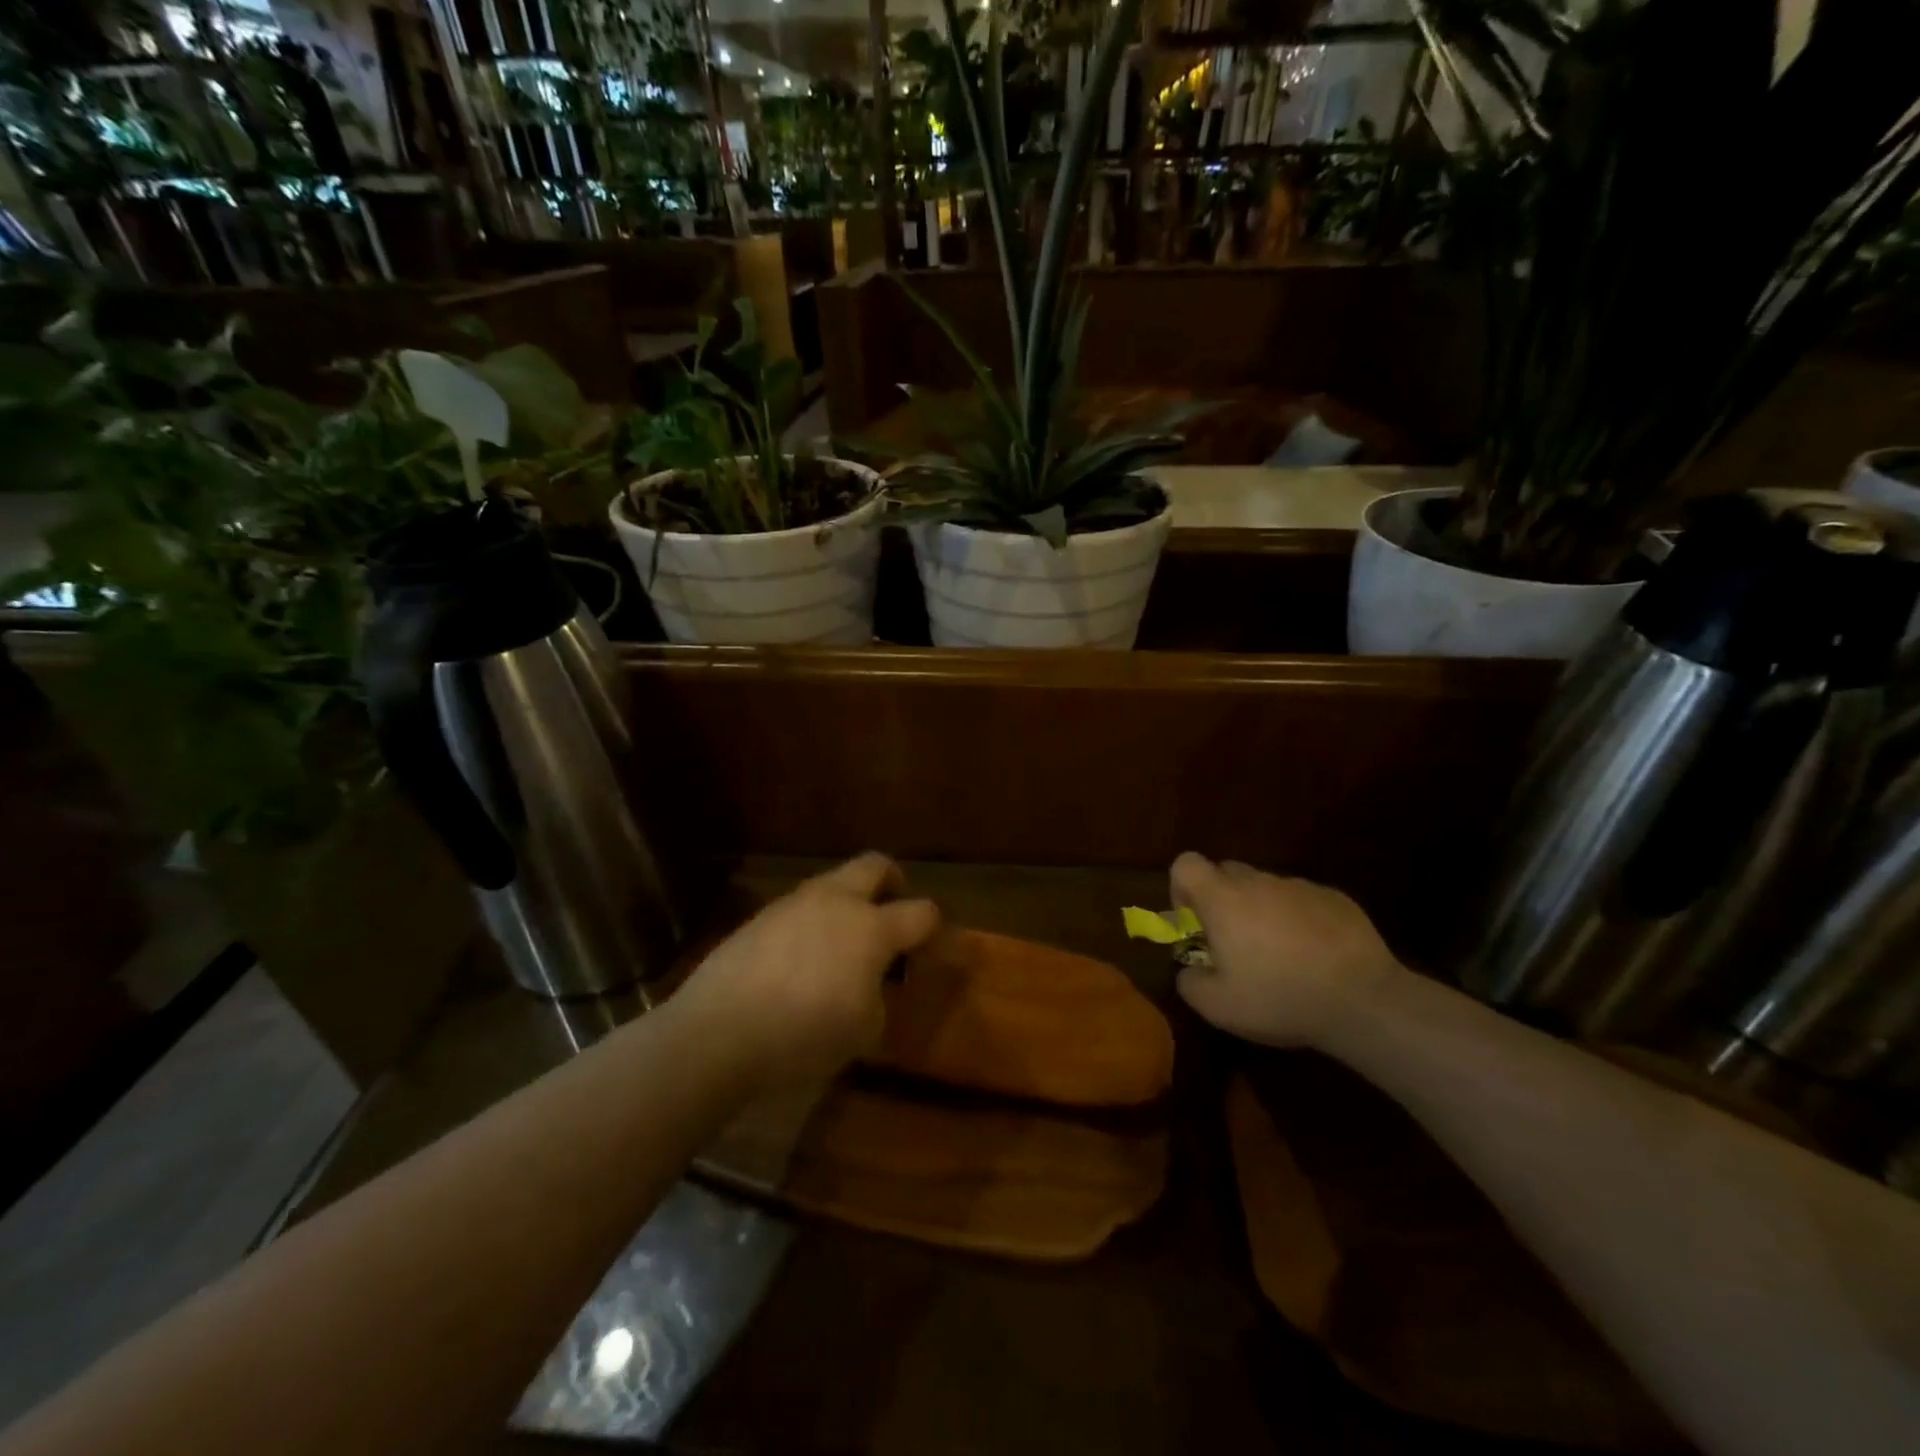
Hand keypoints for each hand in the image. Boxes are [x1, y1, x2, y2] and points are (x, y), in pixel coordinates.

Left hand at [677, 854, 940, 1086]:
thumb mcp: (863, 1030)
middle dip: (892, 881)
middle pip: (875, 866)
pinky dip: (813, 921)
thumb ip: (880, 995)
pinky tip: (801, 958)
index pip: (921, 911)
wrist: (719, 1031)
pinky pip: (800, 907)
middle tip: (893, 909)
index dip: (933, 925)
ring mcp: (794, 904)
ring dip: (848, 901)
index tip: (930, 944)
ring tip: (842, 942)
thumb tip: (872, 981)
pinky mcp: (760, 917)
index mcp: (871, 928)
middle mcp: (836, 902)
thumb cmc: (803, 1035)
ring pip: (832, 882)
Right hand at [1169, 853, 1402, 1048]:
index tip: (1194, 922)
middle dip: (1222, 900)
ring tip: (1280, 956)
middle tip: (1233, 942)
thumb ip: (1189, 982)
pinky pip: (1302, 900)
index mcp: (1223, 899)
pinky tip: (1314, 956)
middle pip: (1226, 872)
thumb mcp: (1218, 1006)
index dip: (1181, 888)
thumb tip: (1189, 970)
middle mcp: (1258, 882)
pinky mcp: (1335, 898)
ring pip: (1266, 888)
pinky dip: (1298, 920)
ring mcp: (1300, 886)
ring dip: (1262, 911)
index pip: (1185, 864)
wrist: (1363, 1000)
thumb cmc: (1279, 998)